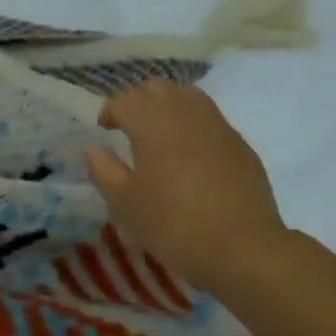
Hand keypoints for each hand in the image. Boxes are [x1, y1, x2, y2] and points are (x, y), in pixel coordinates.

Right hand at [85, 79, 285, 295]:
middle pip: (157, 88)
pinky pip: (210, 117)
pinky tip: (190, 153)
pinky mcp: (239, 143)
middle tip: (128, 126)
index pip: (125, 100)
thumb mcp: (125, 203)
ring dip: (168, 105)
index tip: (104, 129)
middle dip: (138, 100)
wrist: (242, 248)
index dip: (110, 111)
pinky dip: (192, 123)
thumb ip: (104, 170)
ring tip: (159, 133)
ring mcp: (217, 125)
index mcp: (152, 123)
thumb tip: (93, 148)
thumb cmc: (173, 225)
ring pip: (188, 95)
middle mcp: (185, 113)